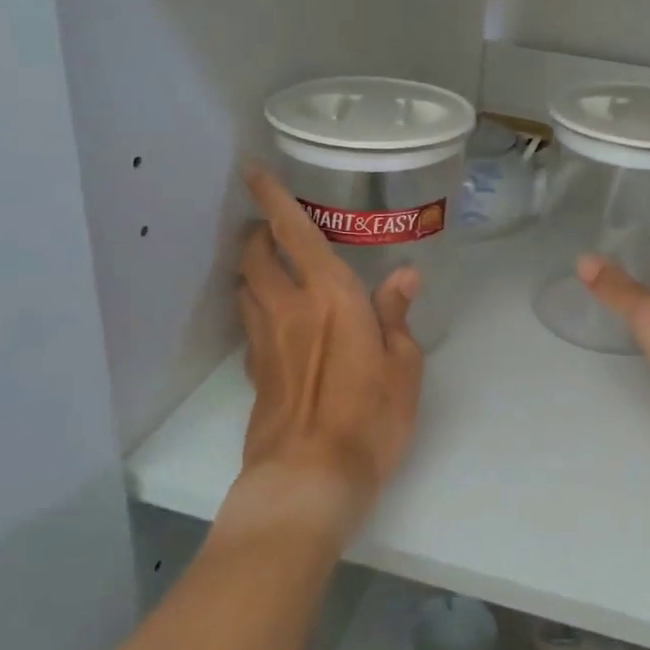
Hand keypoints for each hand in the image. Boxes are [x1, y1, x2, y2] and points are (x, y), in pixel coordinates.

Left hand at [230, 167, 424, 546]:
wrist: (309, 479)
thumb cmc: (370, 417)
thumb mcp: (404, 365)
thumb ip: (397, 315)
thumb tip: (403, 276)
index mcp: (330, 296)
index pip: (294, 232)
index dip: (272, 197)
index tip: (253, 171)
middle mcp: (289, 308)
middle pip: (256, 255)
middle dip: (258, 232)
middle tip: (272, 226)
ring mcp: (265, 341)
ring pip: (245, 287)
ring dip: (252, 267)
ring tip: (270, 264)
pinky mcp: (255, 372)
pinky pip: (249, 323)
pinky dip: (255, 306)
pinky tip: (273, 318)